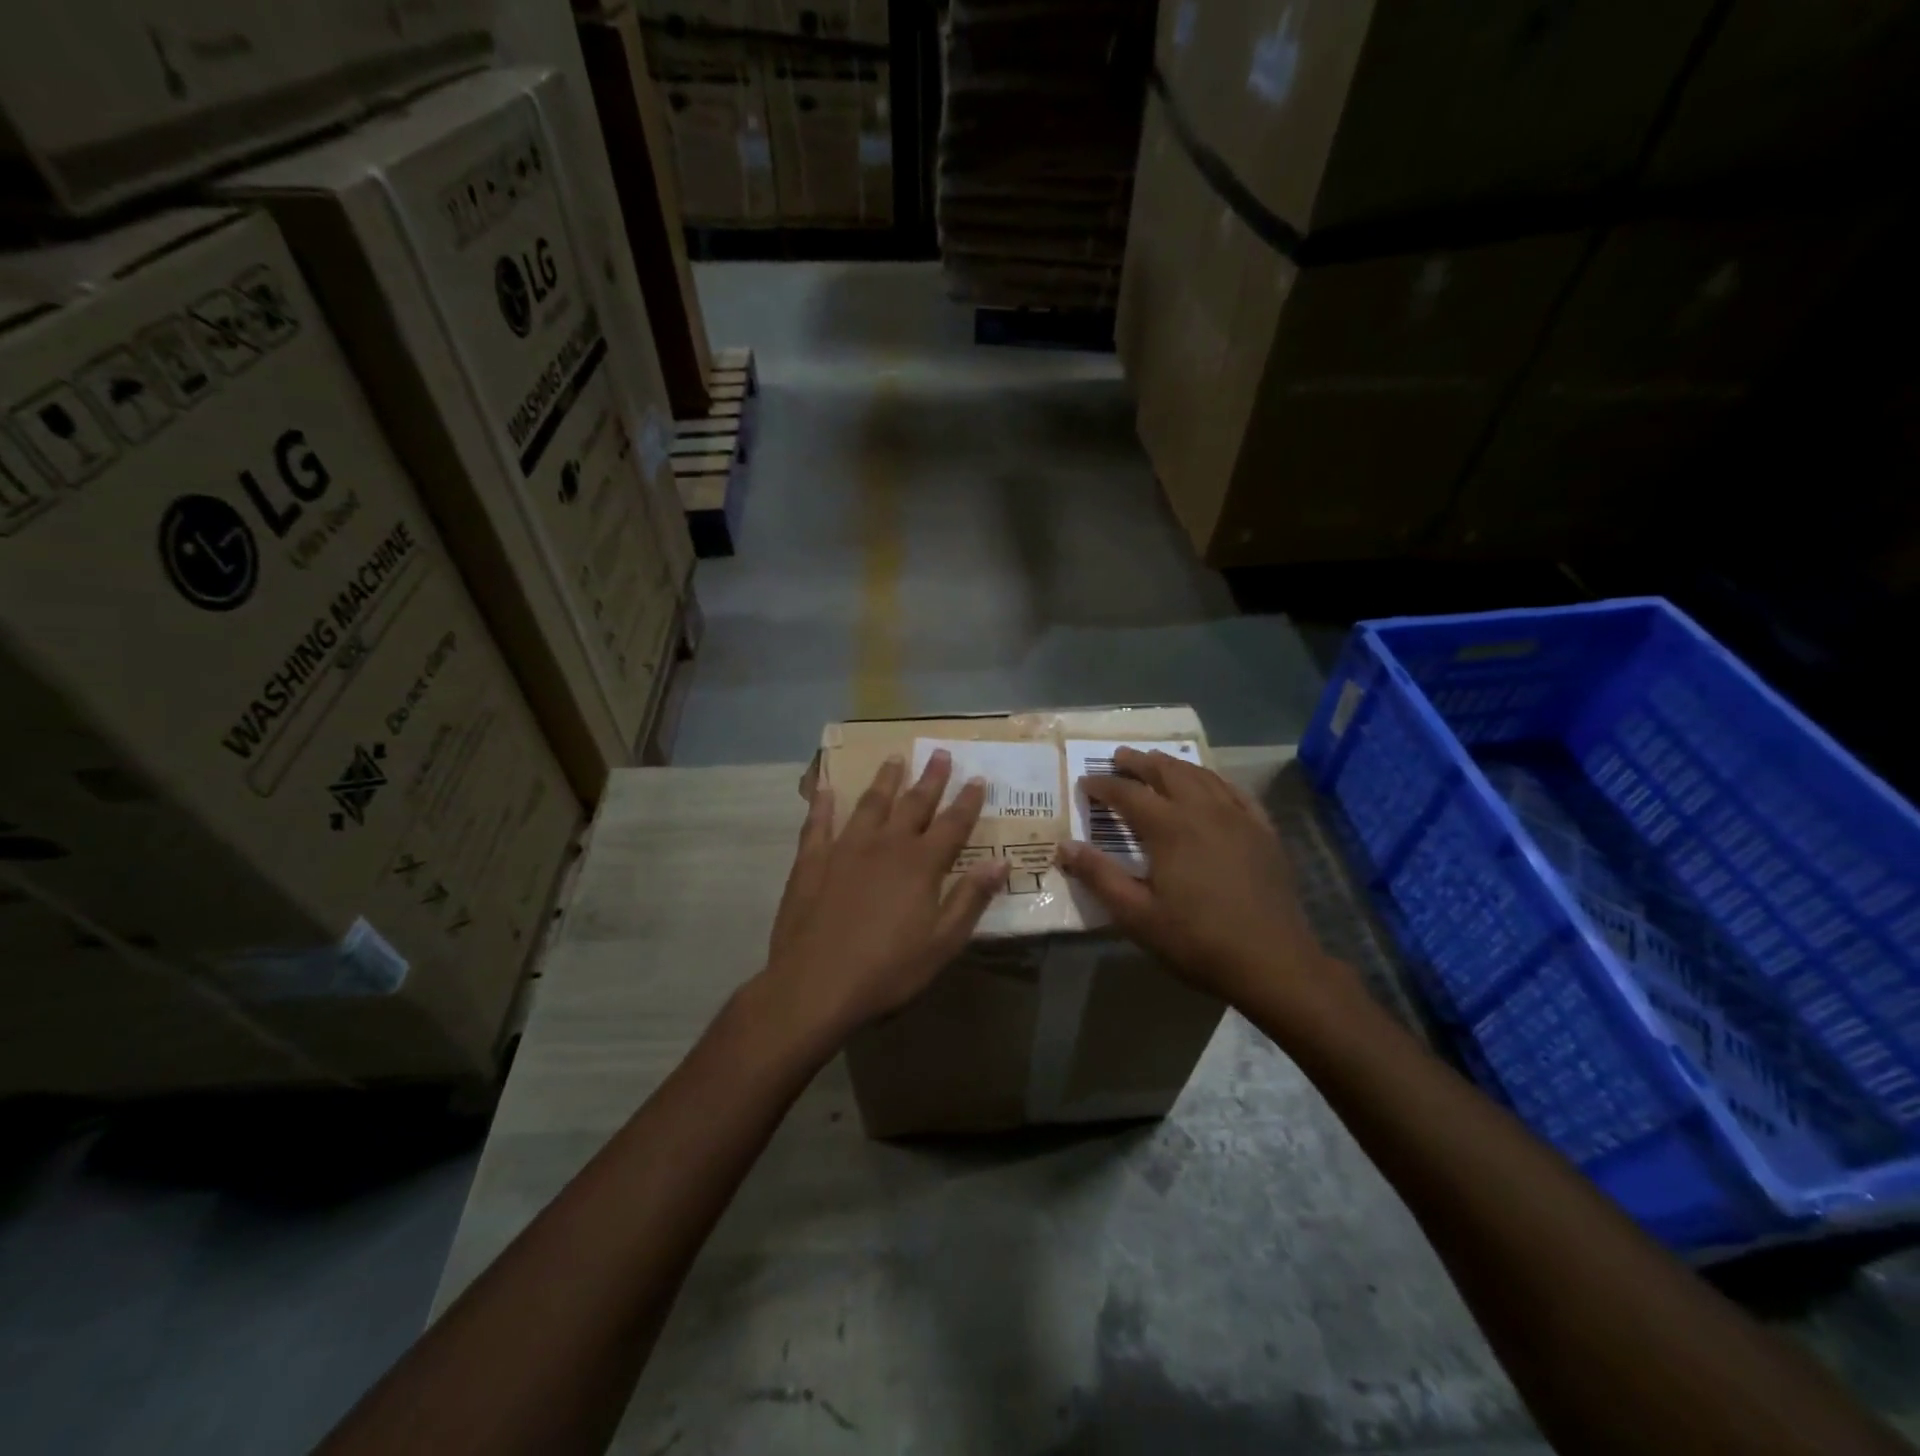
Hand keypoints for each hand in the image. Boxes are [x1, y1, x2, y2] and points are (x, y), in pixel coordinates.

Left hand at [761, 750, 1008, 1039]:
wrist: (815, 985)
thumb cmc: (887, 970)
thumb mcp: (942, 943)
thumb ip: (970, 898)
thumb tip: (1001, 862)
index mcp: (921, 864)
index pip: (952, 824)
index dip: (967, 801)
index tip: (978, 778)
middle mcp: (886, 845)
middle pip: (913, 804)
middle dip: (930, 779)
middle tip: (939, 753)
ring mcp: (845, 849)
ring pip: (870, 804)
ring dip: (885, 780)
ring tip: (894, 758)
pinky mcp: (811, 861)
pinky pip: (818, 823)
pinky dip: (823, 804)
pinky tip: (826, 789)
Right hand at [1058, 748, 1355, 1016]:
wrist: (1273, 961)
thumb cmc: (1197, 940)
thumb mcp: (1137, 915)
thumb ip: (1099, 876)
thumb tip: (1064, 846)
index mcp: (1169, 828)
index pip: (1127, 794)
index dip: (1103, 786)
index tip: (1085, 783)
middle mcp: (1203, 810)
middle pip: (1166, 772)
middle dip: (1139, 762)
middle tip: (1118, 757)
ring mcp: (1238, 817)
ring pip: (1201, 776)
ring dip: (1174, 764)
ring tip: (1157, 761)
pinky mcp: (1263, 830)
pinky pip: (1235, 792)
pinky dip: (1214, 780)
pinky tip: (1210, 784)